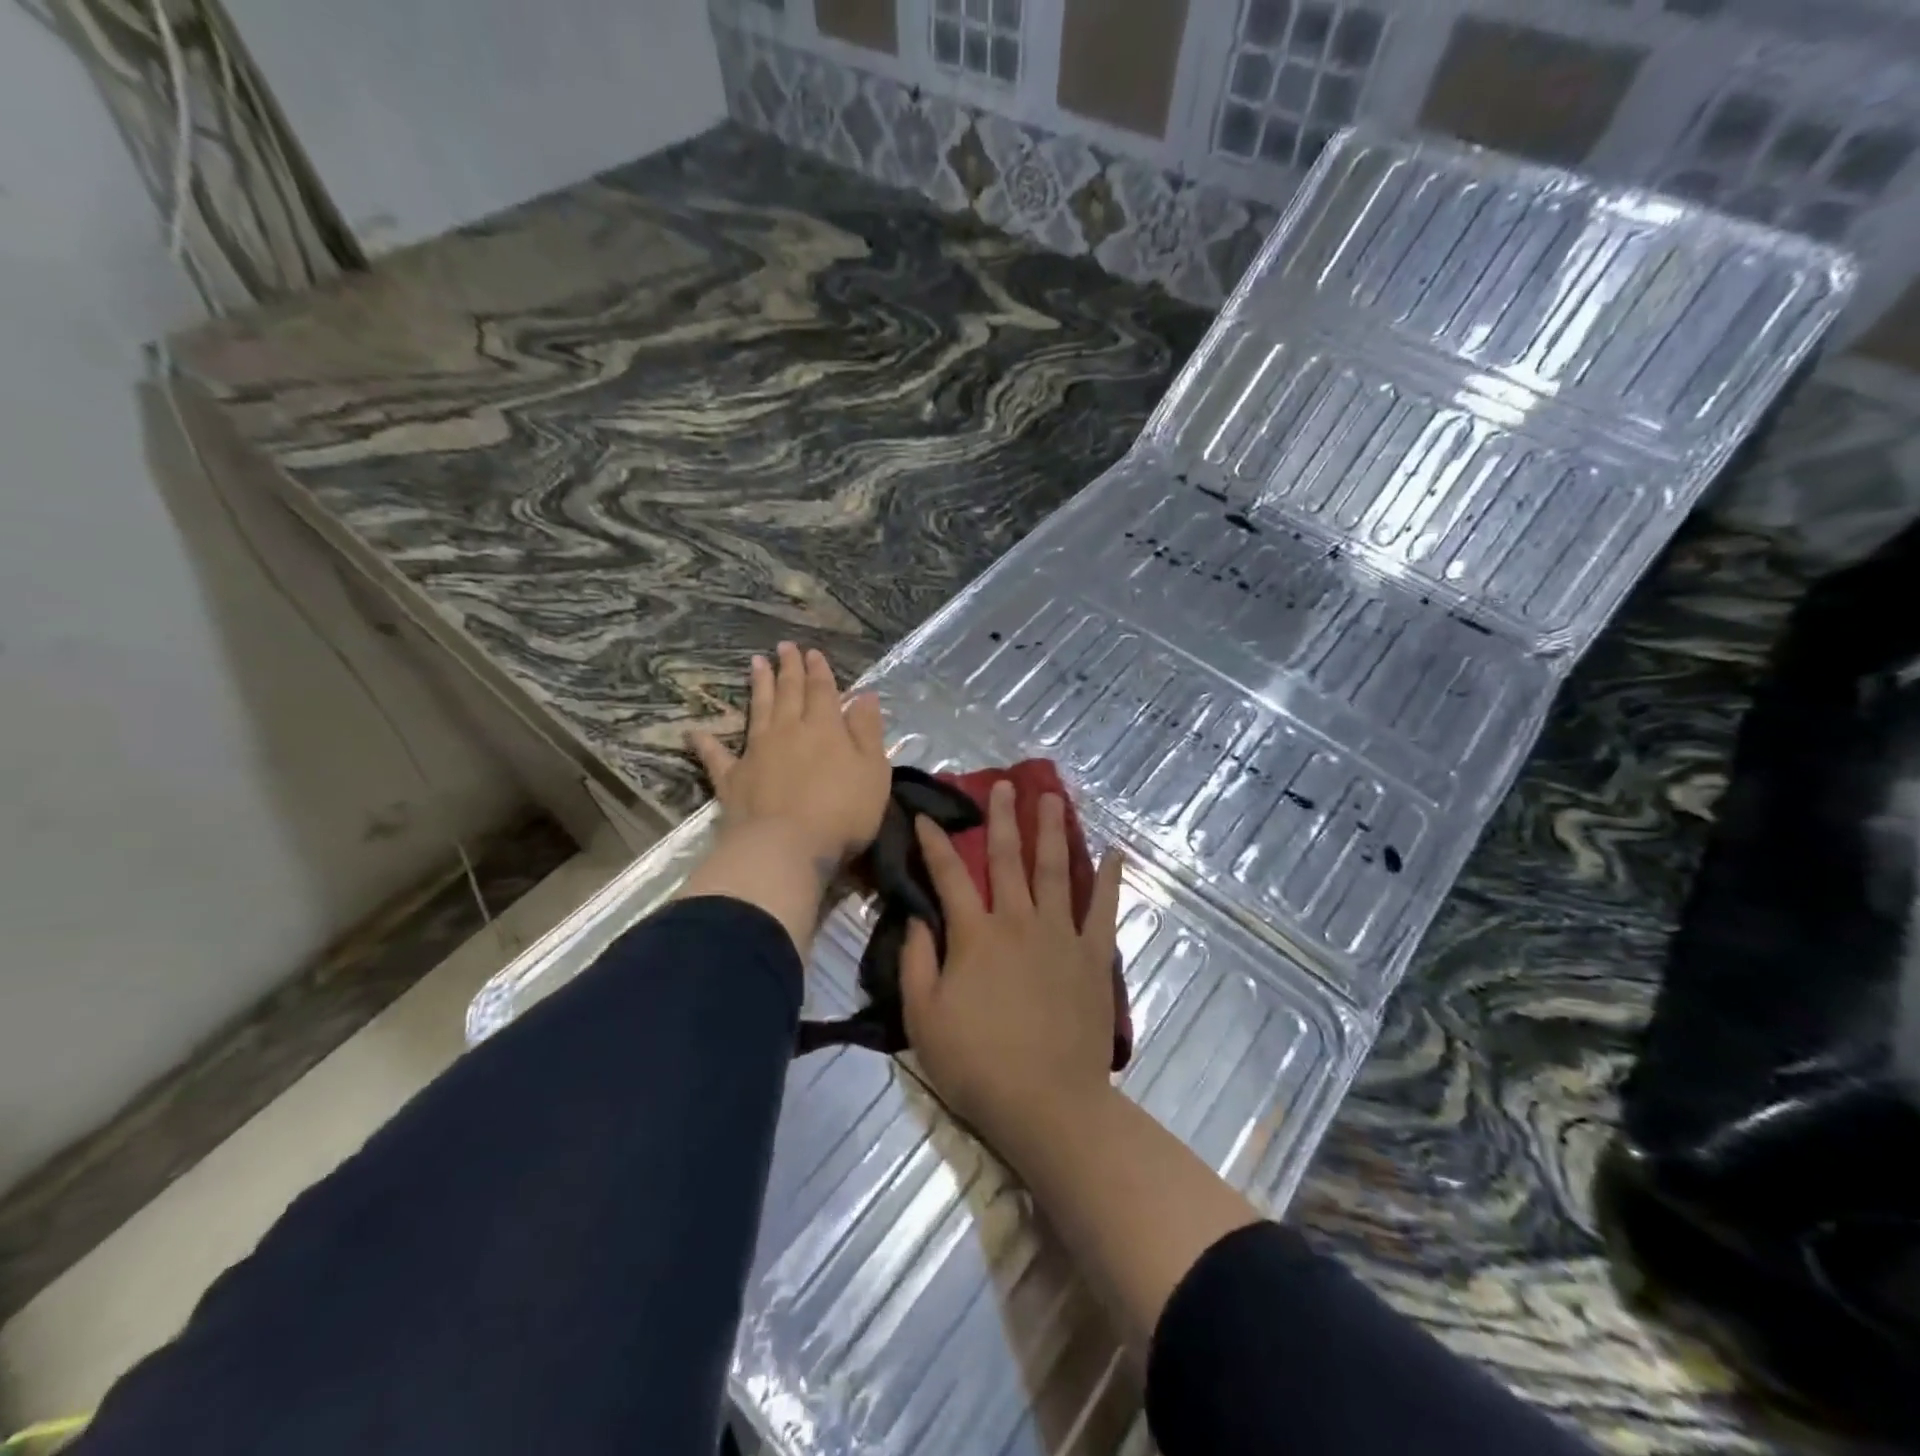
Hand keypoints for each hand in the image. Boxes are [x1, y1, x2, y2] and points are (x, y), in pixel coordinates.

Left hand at [689, 642, 890, 874]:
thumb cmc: (841, 811)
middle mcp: (789, 731)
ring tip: (755, 663)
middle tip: (784, 646)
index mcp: (825, 727)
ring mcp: (756, 752)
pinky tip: (695, 732)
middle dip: (789, 668)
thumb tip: (864, 695)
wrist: (785, 847)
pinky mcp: (733, 779)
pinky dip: (706, 743)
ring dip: (758, 686)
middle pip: (789, 692)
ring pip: (758, 711)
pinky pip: (717, 756)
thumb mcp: (873, 771)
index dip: (819, 670)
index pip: (822, 690)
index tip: (813, 652)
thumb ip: (868, 731)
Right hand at [900, 781, 1124, 1157]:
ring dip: (1052, 831)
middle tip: (1004, 785)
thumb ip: (916, 962)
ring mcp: (1061, 935)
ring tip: (1053, 798)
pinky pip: (1103, 908)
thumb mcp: (923, 1017)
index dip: (935, 843)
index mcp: (976, 935)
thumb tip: (918, 917)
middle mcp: (1019, 921)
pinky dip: (1109, 878)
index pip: (949, 876)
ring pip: (1055, 870)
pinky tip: (1114, 852)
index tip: (925, 816)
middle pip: (1008, 859)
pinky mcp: (1093, 956)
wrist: (1047, 1102)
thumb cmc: (977, 1064)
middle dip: (1002, 818)